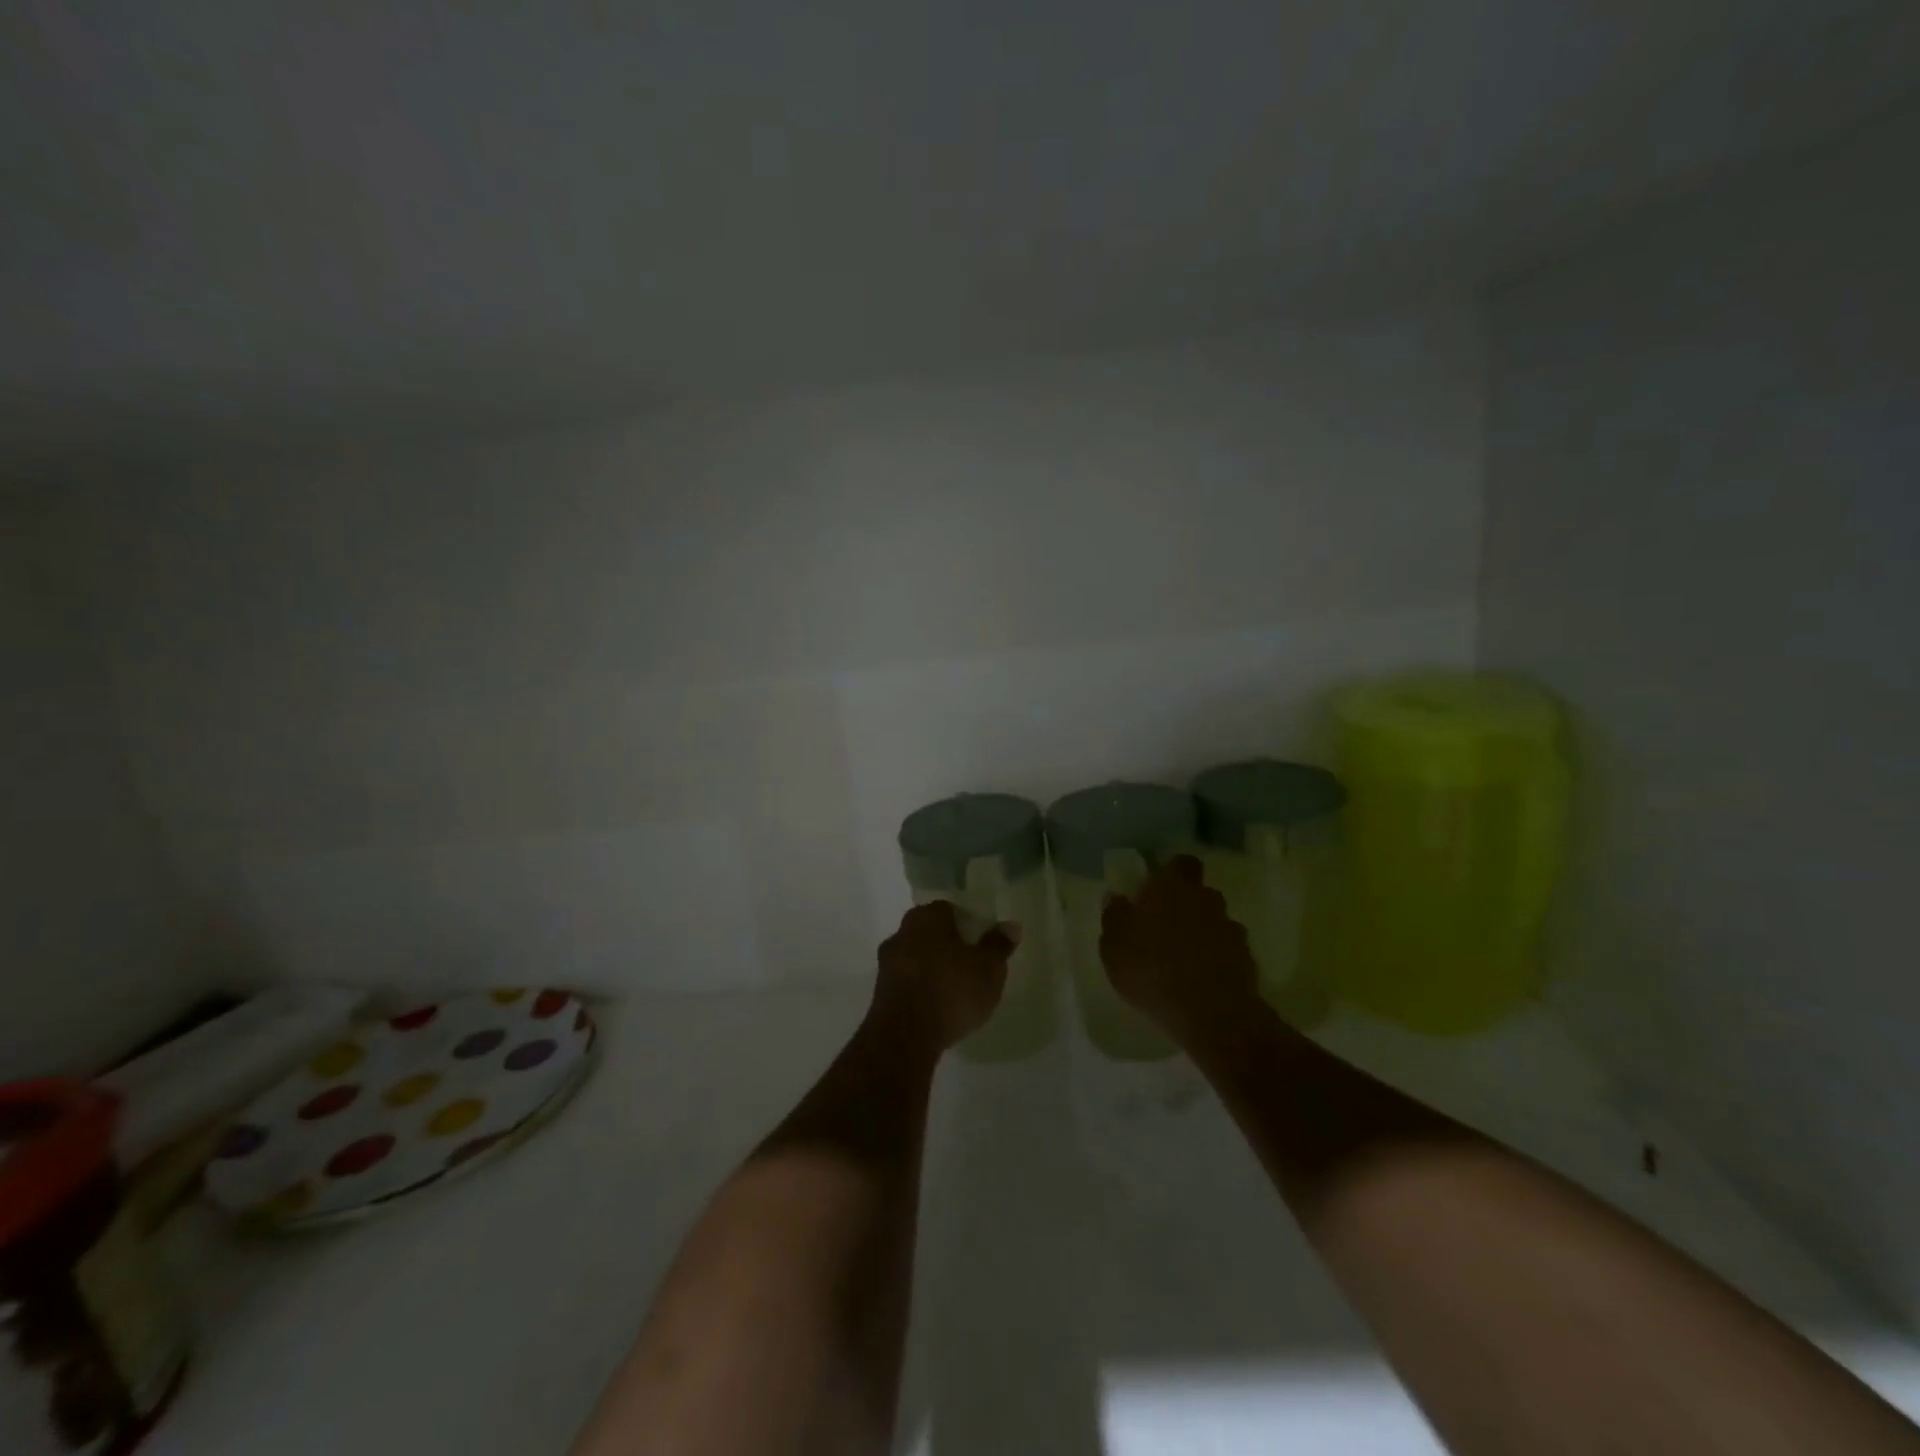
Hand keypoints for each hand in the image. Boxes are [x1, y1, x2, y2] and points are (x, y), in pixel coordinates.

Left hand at [869, 901, 1016, 1053]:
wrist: (904, 1037)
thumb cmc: (951, 991)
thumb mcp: (988, 969)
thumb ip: (998, 945)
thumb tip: (1011, 925)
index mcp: (927, 917)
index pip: (949, 909)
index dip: (968, 923)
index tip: (981, 941)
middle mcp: (901, 932)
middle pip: (930, 932)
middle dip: (949, 945)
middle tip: (972, 964)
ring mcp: (886, 963)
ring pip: (917, 957)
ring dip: (933, 968)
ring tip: (956, 989)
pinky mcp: (880, 992)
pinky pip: (908, 981)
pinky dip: (921, 988)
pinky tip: (937, 1006)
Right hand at [1100, 856, 1258, 1045]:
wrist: (1211, 1013)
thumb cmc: (1151, 970)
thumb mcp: (1114, 946)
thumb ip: (1114, 917)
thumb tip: (1115, 897)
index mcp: (1171, 888)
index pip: (1181, 863)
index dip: (1172, 872)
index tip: (1157, 889)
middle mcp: (1205, 899)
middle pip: (1199, 893)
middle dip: (1185, 906)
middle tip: (1164, 929)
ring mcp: (1230, 929)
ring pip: (1214, 922)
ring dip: (1201, 934)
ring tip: (1182, 960)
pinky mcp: (1246, 959)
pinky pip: (1227, 950)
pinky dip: (1216, 959)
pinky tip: (1201, 980)